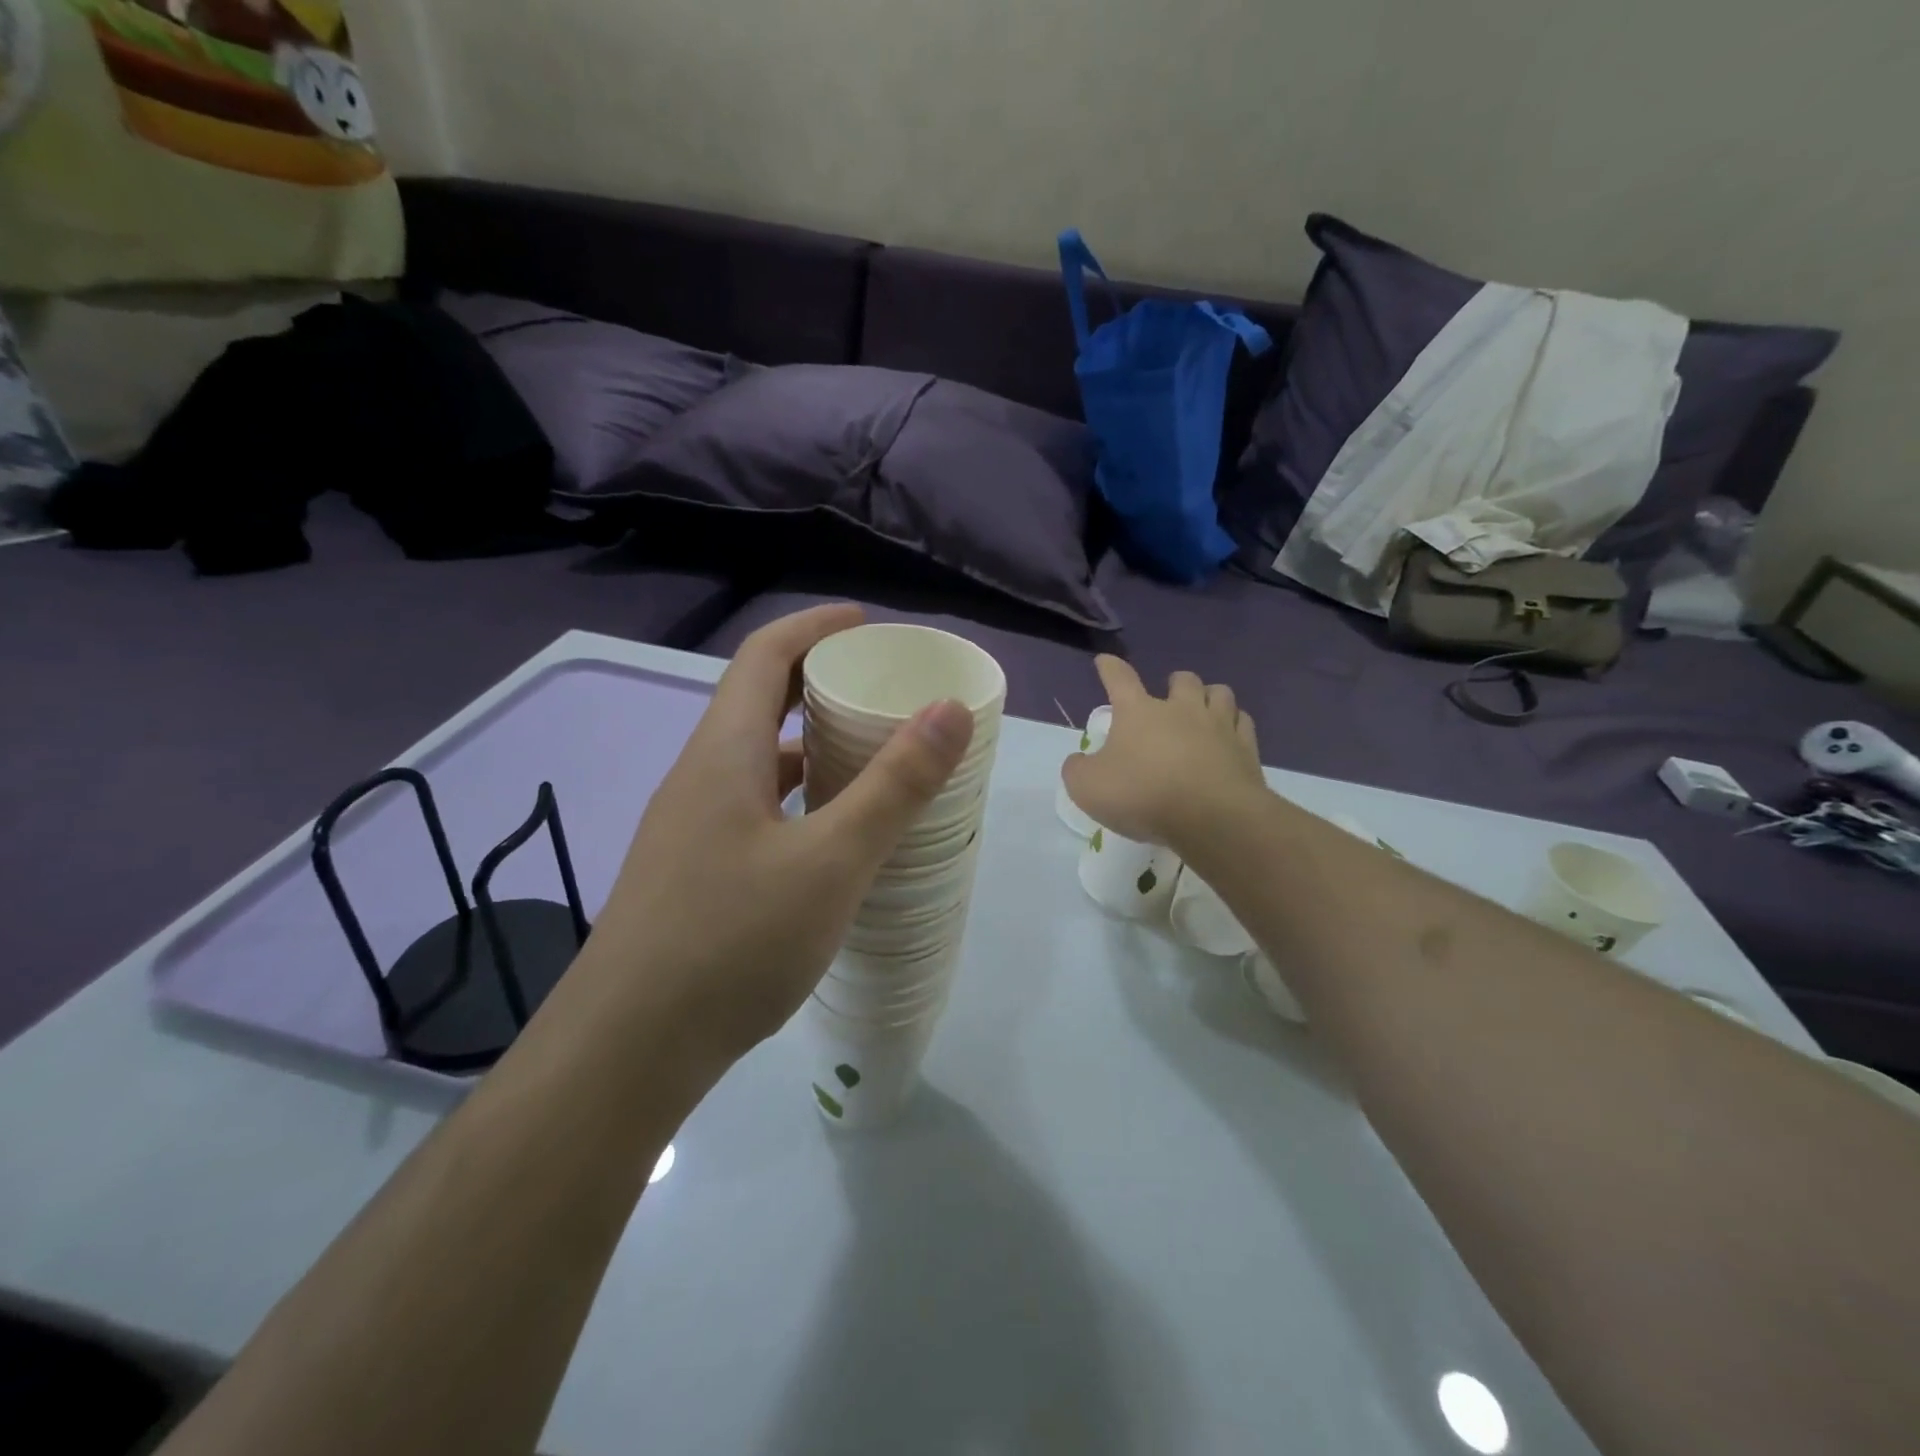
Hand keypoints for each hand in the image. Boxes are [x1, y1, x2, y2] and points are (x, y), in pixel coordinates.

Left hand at [585, 606, 973, 1069]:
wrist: (627, 1050)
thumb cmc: (732, 941)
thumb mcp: (831, 861)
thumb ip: (894, 785)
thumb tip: (948, 708)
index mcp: (723, 753)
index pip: (765, 655)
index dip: (816, 627)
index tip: (868, 625)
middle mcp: (699, 777)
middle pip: (759, 703)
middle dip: (820, 682)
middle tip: (883, 692)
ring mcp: (690, 828)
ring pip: (757, 761)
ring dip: (810, 745)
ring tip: (871, 757)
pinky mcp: (693, 872)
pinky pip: (754, 808)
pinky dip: (799, 799)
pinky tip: (832, 836)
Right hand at [1062, 656, 1264, 851]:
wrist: (1212, 818)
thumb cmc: (1143, 796)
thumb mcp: (1088, 788)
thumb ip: (1077, 770)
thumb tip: (1080, 760)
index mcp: (1138, 712)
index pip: (1119, 678)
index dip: (1110, 668)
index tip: (1105, 661)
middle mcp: (1180, 709)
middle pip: (1182, 679)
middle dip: (1174, 683)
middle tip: (1168, 698)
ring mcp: (1218, 725)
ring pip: (1219, 692)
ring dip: (1209, 697)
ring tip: (1203, 711)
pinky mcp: (1246, 748)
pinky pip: (1242, 722)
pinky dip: (1234, 724)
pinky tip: (1229, 736)